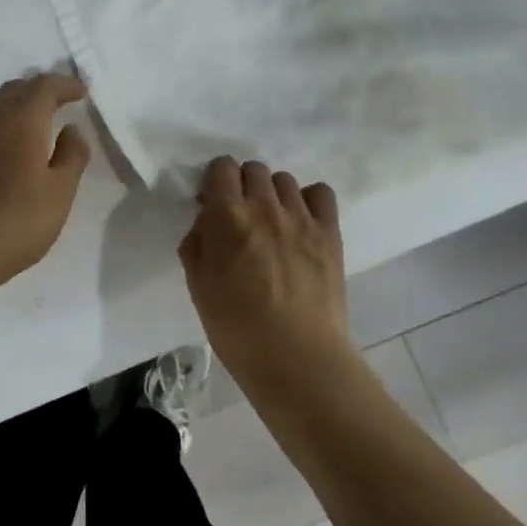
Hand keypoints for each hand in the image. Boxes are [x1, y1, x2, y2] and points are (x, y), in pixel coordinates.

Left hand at [0, 73, 92, 295]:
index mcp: (21, 120)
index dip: (66, 85)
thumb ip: (72, 155)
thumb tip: (72, 129)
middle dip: (44, 89)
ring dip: (22, 101)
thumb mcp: (60, 192)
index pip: (45, 86)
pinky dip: (7, 118)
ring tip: (43, 117)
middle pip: (19, 88)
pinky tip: (16, 140)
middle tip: (65, 101)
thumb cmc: (17, 222)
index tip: (83, 92)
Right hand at [179, 158, 353, 386]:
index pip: (221, 167)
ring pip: (284, 179)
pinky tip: (302, 222)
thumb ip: (197, 244)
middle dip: (243, 185)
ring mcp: (301, 217)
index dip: (215, 180)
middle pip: (254, 169)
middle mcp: (264, 206)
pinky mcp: (329, 233)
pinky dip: (309, 200)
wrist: (296, 358)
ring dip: (273, 193)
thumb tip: (206, 222)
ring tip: (273, 222)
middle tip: (241, 216)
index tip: (213, 203)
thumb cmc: (236, 328)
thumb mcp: (198, 286)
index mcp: (227, 217)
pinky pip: (321, 193)